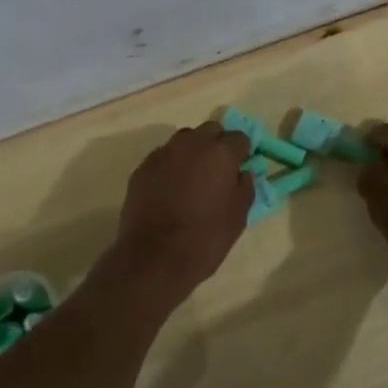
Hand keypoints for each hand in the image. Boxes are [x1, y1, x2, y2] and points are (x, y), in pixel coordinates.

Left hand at [105, 123, 252, 301]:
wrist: (155, 257)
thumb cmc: (205, 238)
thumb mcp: (238, 217)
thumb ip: (244, 188)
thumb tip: (242, 173)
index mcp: (220, 153)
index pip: (239, 137)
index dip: (242, 152)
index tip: (241, 167)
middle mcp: (192, 144)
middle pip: (210, 131)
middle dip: (217, 144)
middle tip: (218, 170)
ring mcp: (163, 153)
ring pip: (184, 140)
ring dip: (193, 152)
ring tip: (193, 178)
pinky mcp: (142, 167)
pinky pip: (163, 157)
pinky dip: (171, 166)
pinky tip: (170, 189)